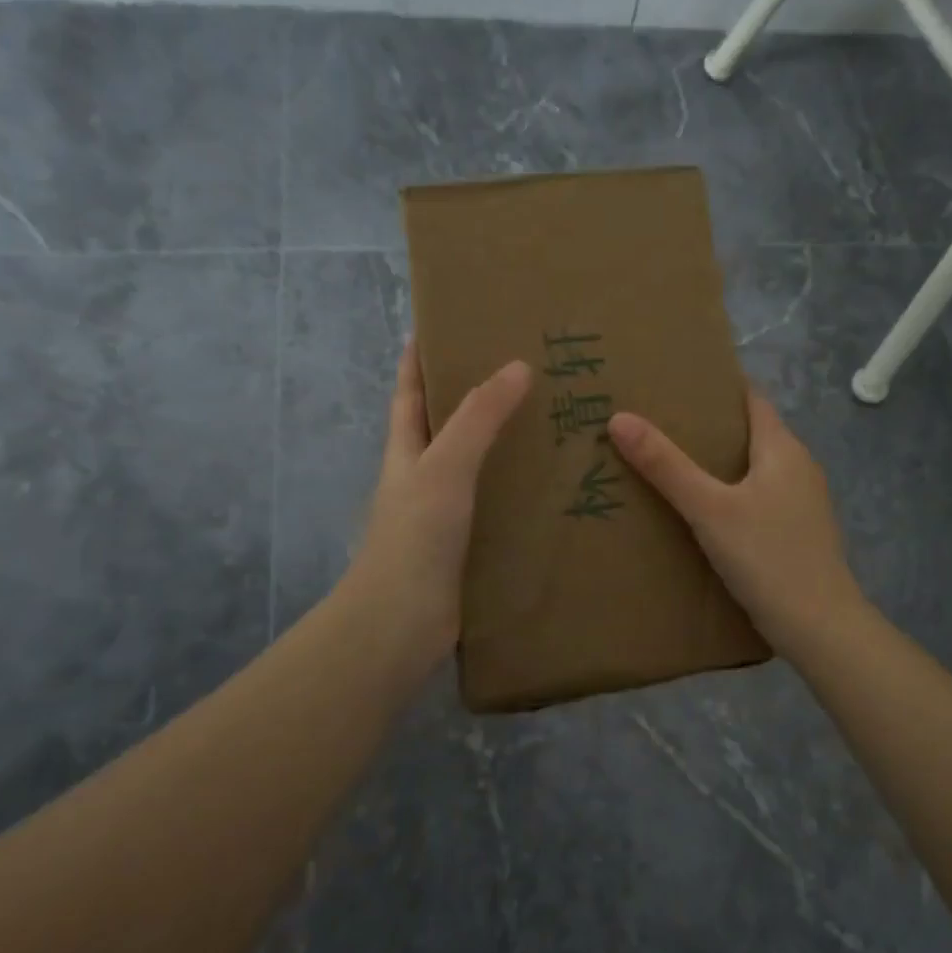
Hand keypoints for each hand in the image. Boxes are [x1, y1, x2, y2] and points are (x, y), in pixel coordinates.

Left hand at [344, 342, 532, 671]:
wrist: (401, 625)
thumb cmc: (415, 537)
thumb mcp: (445, 467)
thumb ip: (478, 418)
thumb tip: (517, 366)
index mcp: (407, 453)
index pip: (410, 394)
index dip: (419, 360)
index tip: (441, 327)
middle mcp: (422, 479)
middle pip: (444, 428)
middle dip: (472, 399)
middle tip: (521, 372)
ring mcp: (443, 516)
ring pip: (474, 469)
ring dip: (502, 447)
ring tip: (549, 424)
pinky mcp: (466, 548)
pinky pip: (495, 508)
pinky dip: (516, 494)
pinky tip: (550, 491)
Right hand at [608, 388, 864, 654]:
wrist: (820, 628)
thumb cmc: (766, 557)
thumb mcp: (708, 509)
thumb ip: (666, 466)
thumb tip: (620, 419)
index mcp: (783, 449)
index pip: (751, 399)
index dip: (718, 387)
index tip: (677, 383)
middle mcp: (799, 467)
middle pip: (752, 433)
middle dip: (711, 427)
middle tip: (662, 424)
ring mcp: (802, 503)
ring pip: (756, 469)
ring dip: (721, 463)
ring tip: (674, 464)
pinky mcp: (798, 533)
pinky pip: (760, 498)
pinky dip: (733, 494)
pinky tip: (705, 512)